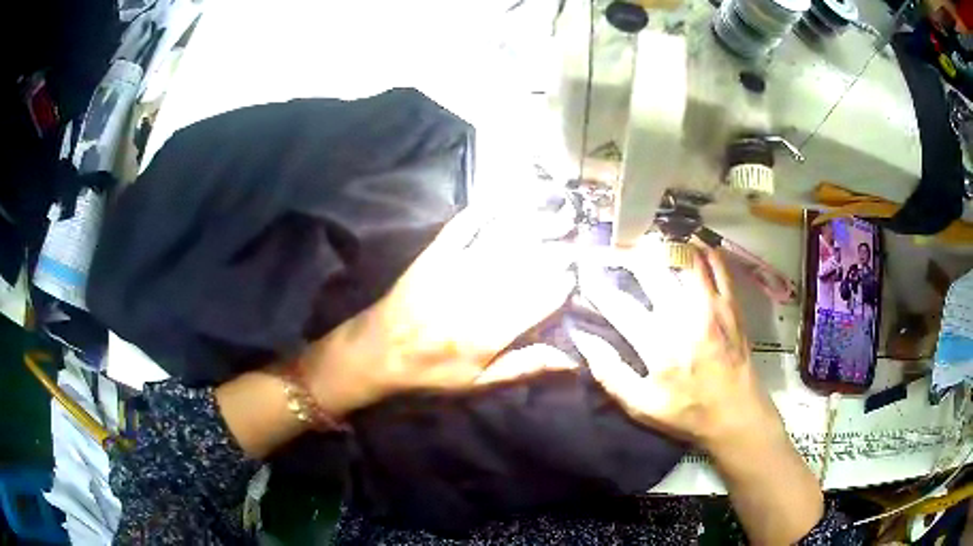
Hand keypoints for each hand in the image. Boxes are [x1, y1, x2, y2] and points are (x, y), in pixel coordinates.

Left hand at [303, 206, 576, 417]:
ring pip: (503, 241)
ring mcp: (453, 269)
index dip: (564, 283)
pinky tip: (507, 197)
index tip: (577, 275)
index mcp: (489, 331)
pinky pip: (464, 226)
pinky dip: (486, 209)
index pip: (540, 298)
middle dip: (558, 248)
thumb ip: (525, 367)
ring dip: (535, 222)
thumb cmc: (428, 373)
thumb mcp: (478, 383)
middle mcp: (476, 295)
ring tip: (560, 212)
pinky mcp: (434, 255)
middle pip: (527, 264)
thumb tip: (572, 361)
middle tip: (577, 240)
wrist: (374, 353)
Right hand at [571, 241, 782, 450]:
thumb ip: (611, 374)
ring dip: (664, 245)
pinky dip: (703, 249)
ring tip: (651, 241)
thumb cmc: (688, 412)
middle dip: (629, 254)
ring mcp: (711, 305)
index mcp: (658, 345)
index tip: (584, 270)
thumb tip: (584, 341)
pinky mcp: (731, 303)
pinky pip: (718, 264)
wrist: (737, 414)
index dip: (597, 285)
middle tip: (618, 248)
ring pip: (685, 258)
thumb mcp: (641, 407)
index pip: (619, 305)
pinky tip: (691, 244)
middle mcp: (683, 317)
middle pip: (652, 270)